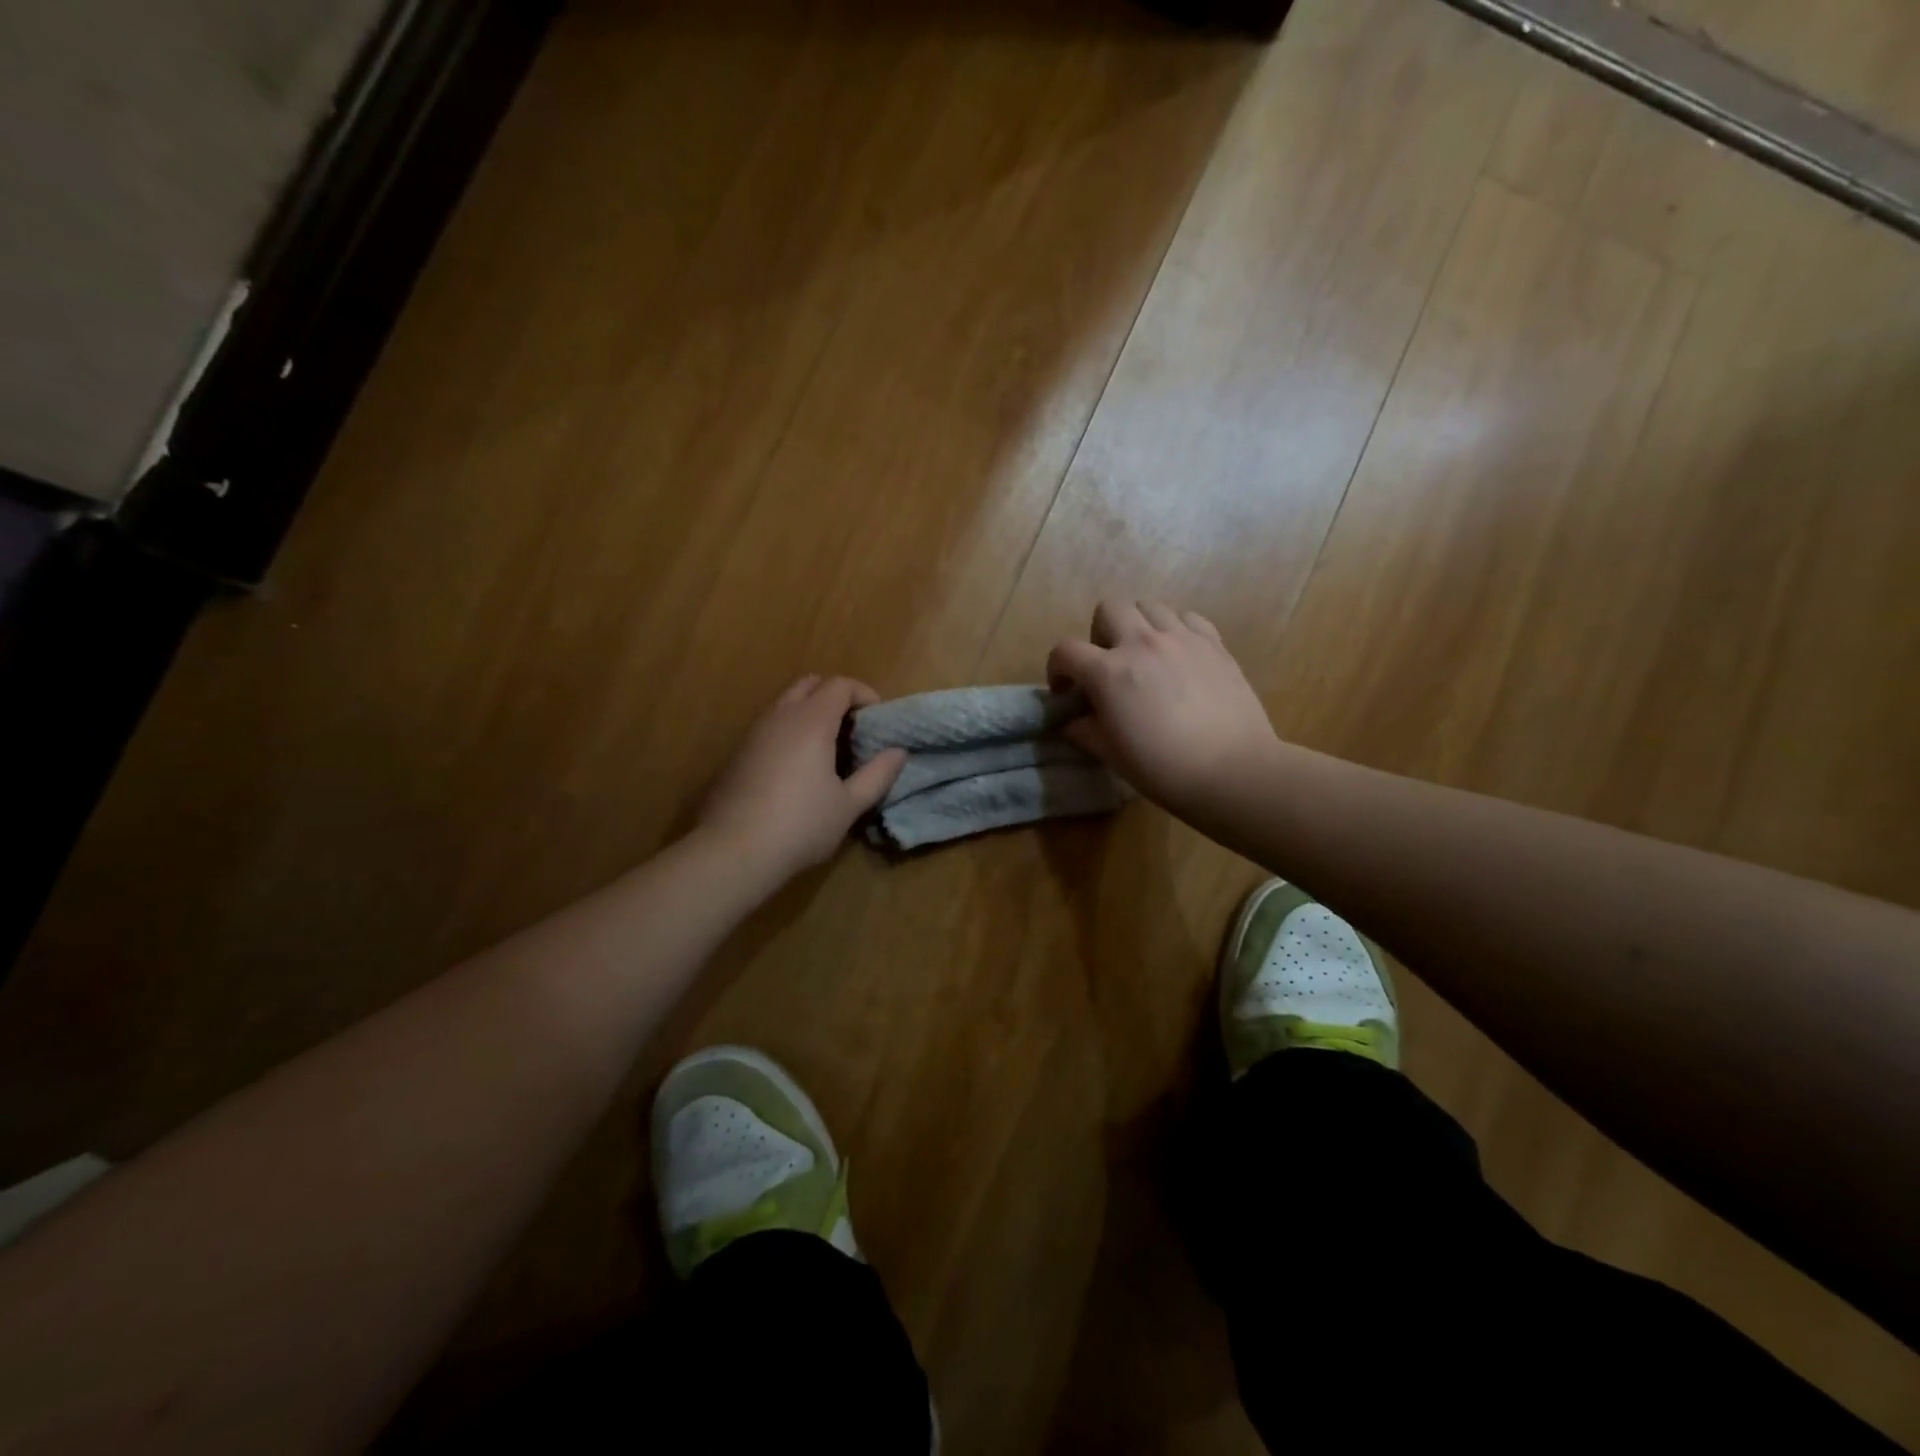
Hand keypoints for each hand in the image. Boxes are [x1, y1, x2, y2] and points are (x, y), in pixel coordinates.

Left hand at [697, 676, 906, 882]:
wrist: (734, 851)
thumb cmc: (801, 825)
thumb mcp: (849, 805)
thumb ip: (877, 775)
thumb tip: (898, 752)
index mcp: (811, 721)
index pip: (839, 685)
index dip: (863, 694)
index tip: (877, 718)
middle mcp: (780, 716)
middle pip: (809, 684)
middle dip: (834, 696)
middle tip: (852, 727)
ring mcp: (754, 733)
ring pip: (785, 703)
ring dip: (809, 712)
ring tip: (827, 748)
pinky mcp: (737, 753)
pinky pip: (769, 726)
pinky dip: (789, 730)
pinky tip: (797, 767)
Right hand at [1047, 599, 1278, 817]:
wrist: (1233, 772)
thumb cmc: (1163, 769)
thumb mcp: (1111, 755)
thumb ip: (1085, 730)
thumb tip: (1071, 721)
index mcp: (1109, 672)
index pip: (1065, 650)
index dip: (1057, 668)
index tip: (1066, 691)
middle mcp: (1142, 643)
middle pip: (1109, 607)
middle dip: (1099, 633)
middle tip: (1109, 664)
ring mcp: (1182, 639)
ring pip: (1150, 605)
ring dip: (1138, 625)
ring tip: (1146, 656)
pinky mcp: (1215, 644)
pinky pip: (1188, 618)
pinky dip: (1176, 629)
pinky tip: (1179, 656)